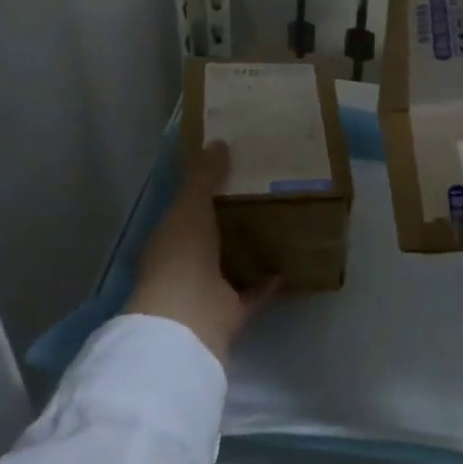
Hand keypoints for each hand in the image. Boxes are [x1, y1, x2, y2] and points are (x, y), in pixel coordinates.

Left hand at [124, 142, 276, 363]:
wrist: (188, 320)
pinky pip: (256, 293)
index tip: (233, 168)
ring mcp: (208, 291)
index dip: (205, 190)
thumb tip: (219, 142)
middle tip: (265, 191)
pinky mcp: (232, 312)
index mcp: (170, 238)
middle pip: (212, 236)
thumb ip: (203, 176)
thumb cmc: (181, 255)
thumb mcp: (190, 206)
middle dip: (233, 217)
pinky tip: (292, 262)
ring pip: (232, 265)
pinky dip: (271, 281)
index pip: (186, 209)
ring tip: (282, 223)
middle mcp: (186, 264)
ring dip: (252, 249)